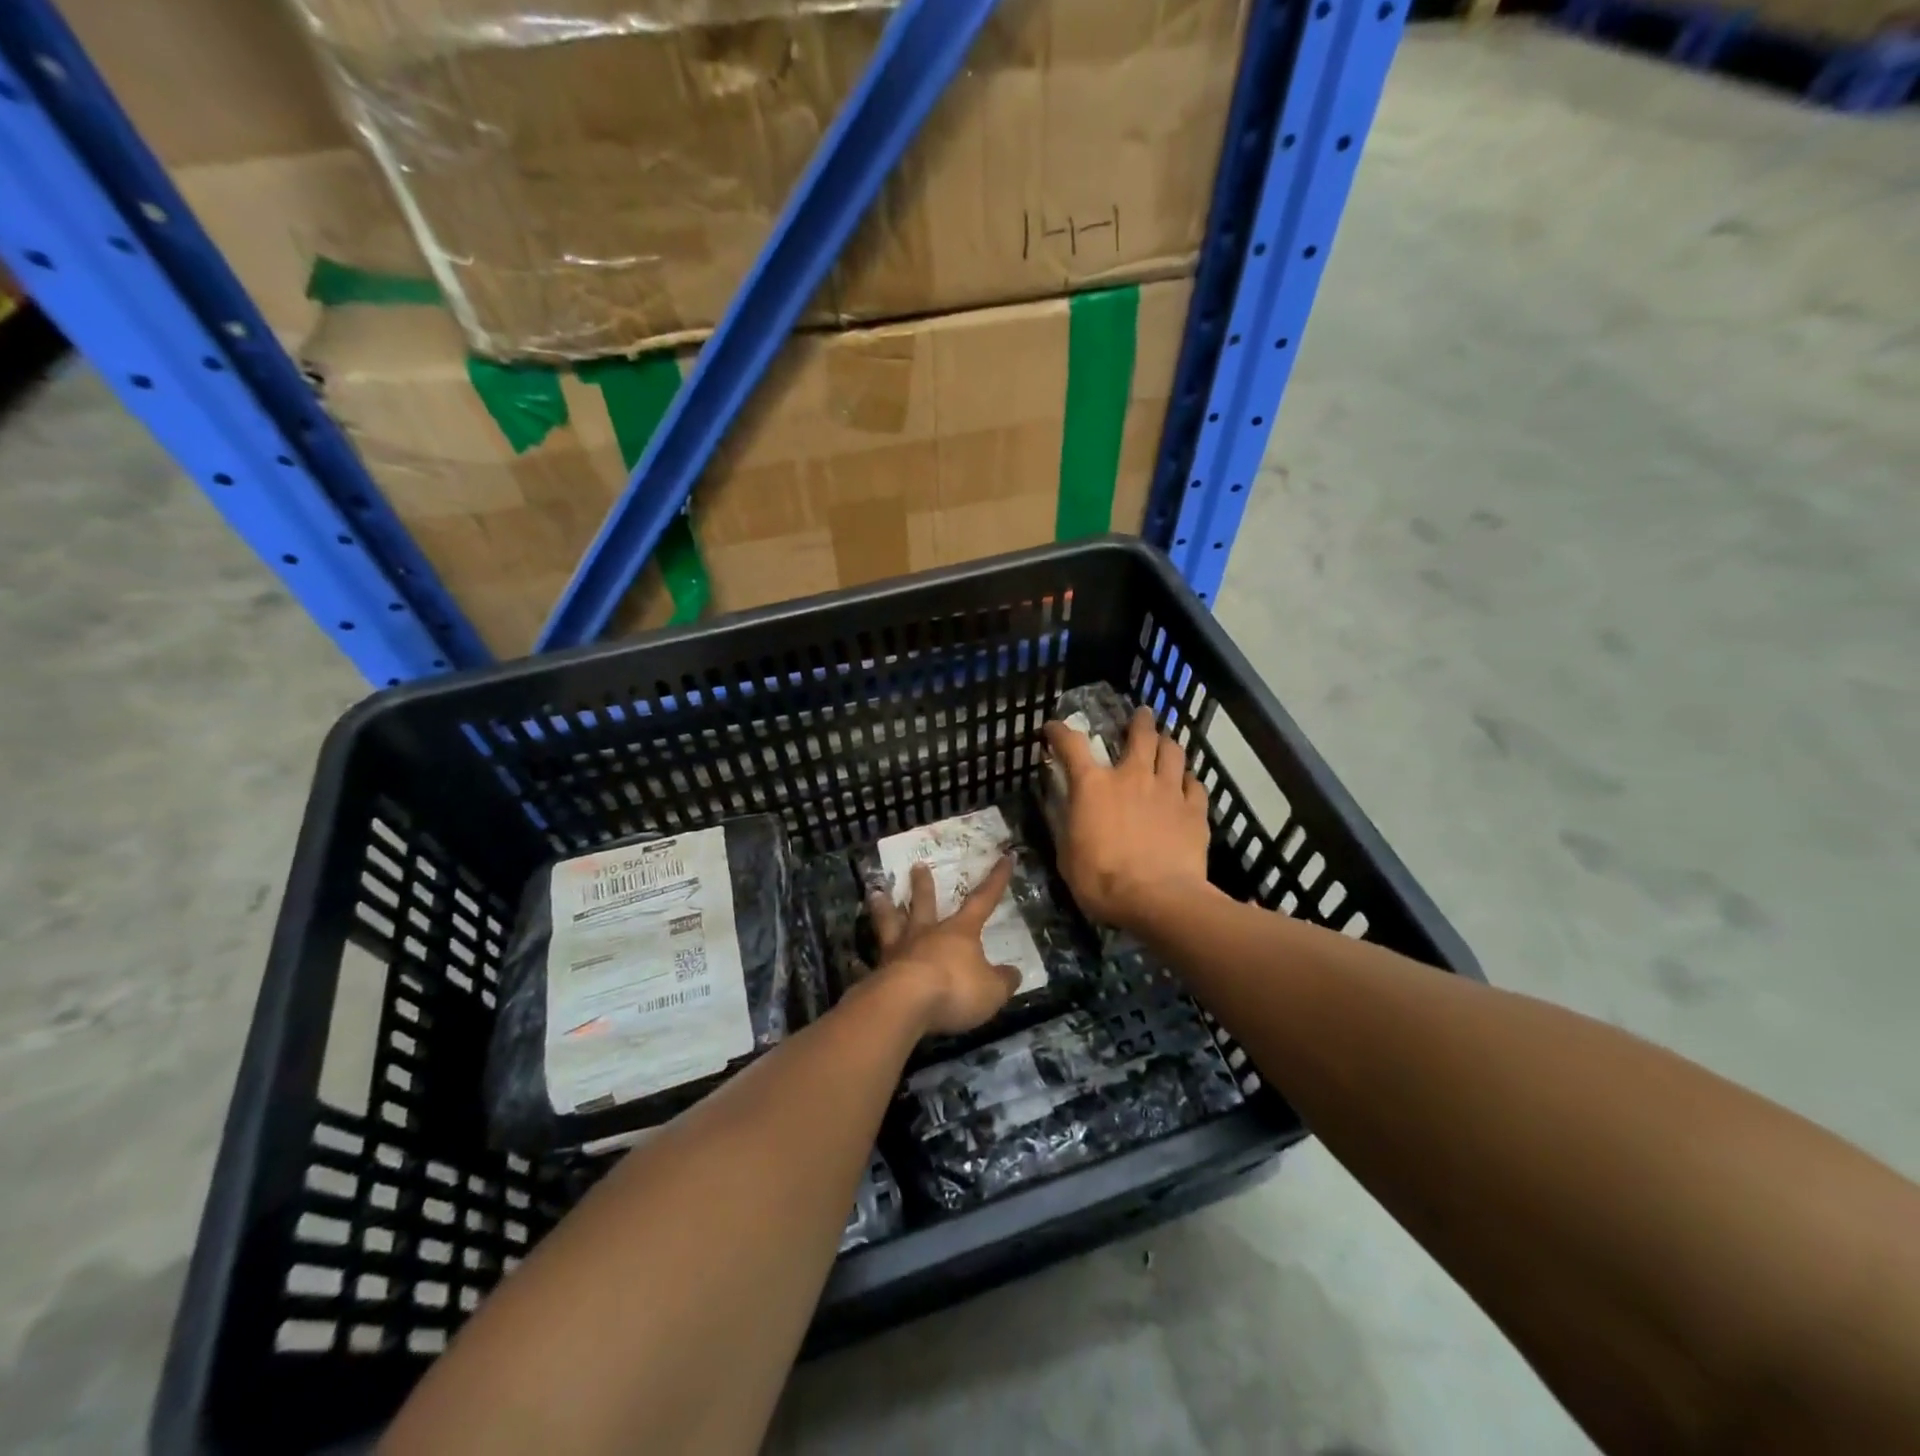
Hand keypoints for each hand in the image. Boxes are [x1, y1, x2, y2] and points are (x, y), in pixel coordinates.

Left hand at [867, 859, 1022, 1036]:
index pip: (983, 900)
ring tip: (875, 893)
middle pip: (925, 904)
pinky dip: (862, 963)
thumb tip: (1013, 973)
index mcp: (959, 932)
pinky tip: (853, 961)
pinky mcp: (878, 974)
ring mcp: (898, 952)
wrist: (905, 1003)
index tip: (1005, 856)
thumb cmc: (955, 990)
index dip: (996, 880)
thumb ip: (1003, 981)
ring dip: (884, 908)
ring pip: (890, 923)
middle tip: (917, 866)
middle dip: (923, 886)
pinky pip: (869, 965)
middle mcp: (926, 934)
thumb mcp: (992, 991)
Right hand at [1042, 706, 1212, 930]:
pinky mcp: (1194, 810)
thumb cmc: (1102, 881)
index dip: (1060, 732)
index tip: (1053, 728)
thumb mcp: (1068, 855)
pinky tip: (1186, 784)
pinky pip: (1194, 785)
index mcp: (1093, 786)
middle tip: (1140, 716)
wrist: (1158, 900)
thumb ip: (1068, 826)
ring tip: (1165, 742)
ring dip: (1167, 743)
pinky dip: (1188, 780)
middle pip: (1140, 735)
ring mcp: (1167, 791)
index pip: (1072, 745)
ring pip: (1172, 752)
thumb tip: (1067, 811)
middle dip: (1139, 721)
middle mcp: (1132, 777)